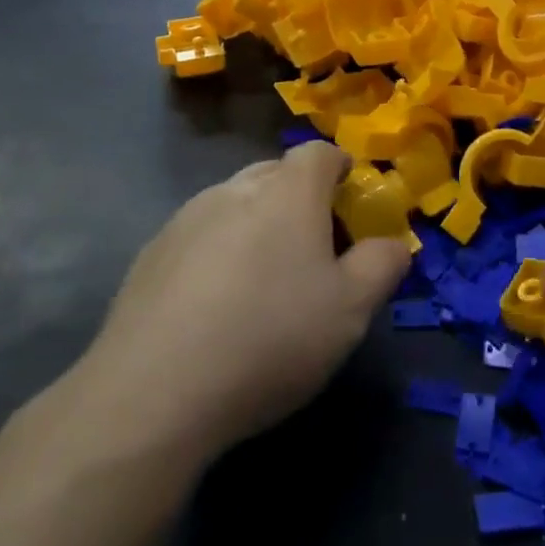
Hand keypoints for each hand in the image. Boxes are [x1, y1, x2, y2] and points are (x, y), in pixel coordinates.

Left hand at [61, 142, 409, 469]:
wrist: (154, 392)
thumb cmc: (270, 338)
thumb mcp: (351, 310)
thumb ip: (383, 265)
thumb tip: (394, 243)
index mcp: (288, 191)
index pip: (320, 153)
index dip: (340, 169)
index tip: (350, 202)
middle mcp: (235, 188)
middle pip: (277, 174)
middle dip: (301, 198)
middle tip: (314, 249)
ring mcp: (186, 217)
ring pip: (235, 202)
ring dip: (257, 224)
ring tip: (263, 280)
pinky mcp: (150, 253)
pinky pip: (199, 234)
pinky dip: (217, 251)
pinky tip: (215, 305)